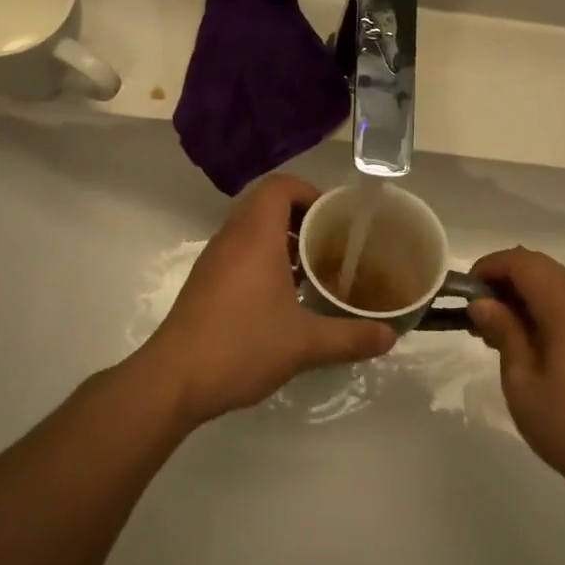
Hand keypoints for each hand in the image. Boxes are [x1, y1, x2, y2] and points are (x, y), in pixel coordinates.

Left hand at [134, 175, 396, 426]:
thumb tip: (390, 337)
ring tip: (311, 268)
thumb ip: (350, 337)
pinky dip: (262, 257)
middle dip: (300, 216)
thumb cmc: (241, 346)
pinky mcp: (205, 280)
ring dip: (281, 238)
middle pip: (266, 203)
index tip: (333, 217)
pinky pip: (238, 250)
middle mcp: (232, 237)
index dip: (309, 192)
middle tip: (329, 241)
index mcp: (256, 235)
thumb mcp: (304, 344)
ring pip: (251, 228)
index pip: (280, 186)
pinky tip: (283, 295)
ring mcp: (214, 258)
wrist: (174, 379)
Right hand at [468, 247, 564, 507]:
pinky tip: (527, 340)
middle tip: (477, 313)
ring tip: (496, 329)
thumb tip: (482, 302)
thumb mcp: (522, 381)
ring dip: (523, 294)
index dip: (490, 267)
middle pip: (541, 267)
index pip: (523, 262)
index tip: (465, 292)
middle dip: (504, 280)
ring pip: (556, 283)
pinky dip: (544, 307)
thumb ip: (503, 332)